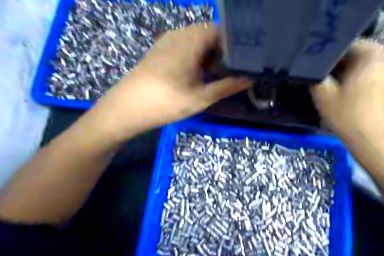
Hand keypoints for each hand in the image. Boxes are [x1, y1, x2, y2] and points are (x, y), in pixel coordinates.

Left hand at [87, 24, 250, 141]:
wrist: (126, 109)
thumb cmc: (166, 102)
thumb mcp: (201, 97)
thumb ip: (227, 86)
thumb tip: (249, 80)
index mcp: (190, 40)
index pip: (220, 30)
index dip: (234, 44)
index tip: (242, 61)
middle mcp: (179, 34)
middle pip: (209, 34)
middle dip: (222, 52)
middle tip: (228, 72)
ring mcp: (167, 41)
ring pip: (197, 41)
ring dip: (209, 55)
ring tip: (214, 75)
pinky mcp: (160, 50)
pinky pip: (185, 46)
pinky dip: (196, 57)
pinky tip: (196, 75)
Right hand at [312, 42, 383, 140]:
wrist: (368, 136)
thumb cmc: (346, 114)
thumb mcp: (323, 93)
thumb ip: (313, 74)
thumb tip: (307, 65)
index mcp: (371, 52)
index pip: (338, 44)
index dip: (321, 54)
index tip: (308, 64)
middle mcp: (382, 53)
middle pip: (346, 52)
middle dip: (329, 62)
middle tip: (313, 72)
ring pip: (352, 61)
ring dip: (337, 69)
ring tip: (321, 78)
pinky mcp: (382, 77)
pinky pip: (359, 68)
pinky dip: (346, 74)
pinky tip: (335, 84)